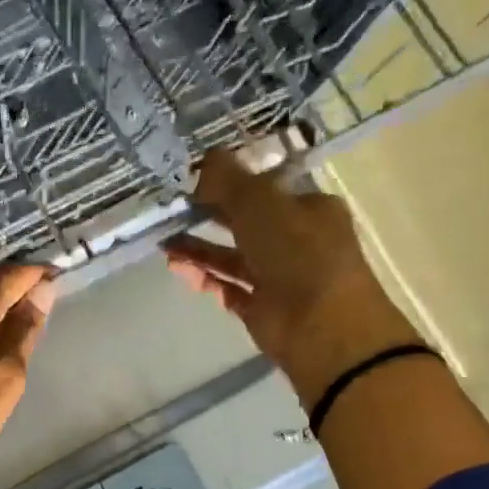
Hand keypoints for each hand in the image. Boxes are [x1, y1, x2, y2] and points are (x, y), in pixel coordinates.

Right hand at [165, 151, 417, 403]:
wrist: (323, 327)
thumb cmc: (299, 253)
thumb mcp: (261, 203)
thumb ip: (228, 180)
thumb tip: (202, 161)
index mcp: (308, 209)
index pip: (265, 189)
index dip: (230, 182)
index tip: (192, 181)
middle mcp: (296, 240)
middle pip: (244, 223)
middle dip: (208, 217)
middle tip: (171, 212)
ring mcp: (279, 277)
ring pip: (232, 257)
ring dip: (199, 249)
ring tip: (165, 244)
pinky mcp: (262, 309)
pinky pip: (228, 288)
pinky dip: (205, 279)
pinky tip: (179, 270)